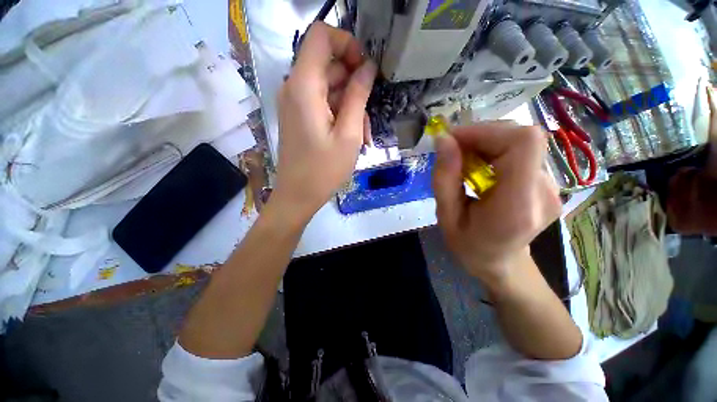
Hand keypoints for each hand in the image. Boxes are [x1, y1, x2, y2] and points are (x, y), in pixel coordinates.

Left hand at [272, 22, 376, 222]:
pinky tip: (352, 138)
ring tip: (362, 136)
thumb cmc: (324, 169)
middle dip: (354, 86)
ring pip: (329, 88)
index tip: (365, 70)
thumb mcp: (349, 134)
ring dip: (351, 107)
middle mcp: (295, 88)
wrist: (299, 195)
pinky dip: (340, 115)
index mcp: (304, 86)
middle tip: (368, 117)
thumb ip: (358, 96)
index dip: (347, 44)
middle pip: (329, 65)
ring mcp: (296, 103)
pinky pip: (323, 104)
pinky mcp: (300, 116)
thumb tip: (368, 68)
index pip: (321, 36)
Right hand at [432, 122, 561, 292]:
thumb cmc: (468, 246)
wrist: (501, 263)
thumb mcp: (445, 217)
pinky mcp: (547, 182)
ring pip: (520, 142)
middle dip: (481, 135)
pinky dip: (494, 150)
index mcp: (517, 207)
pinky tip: (479, 167)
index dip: (487, 132)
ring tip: (463, 162)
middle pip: (522, 138)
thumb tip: (444, 140)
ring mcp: (551, 186)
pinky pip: (521, 151)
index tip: (454, 140)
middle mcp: (543, 192)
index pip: (524, 143)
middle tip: (452, 151)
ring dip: (486, 143)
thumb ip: (444, 179)